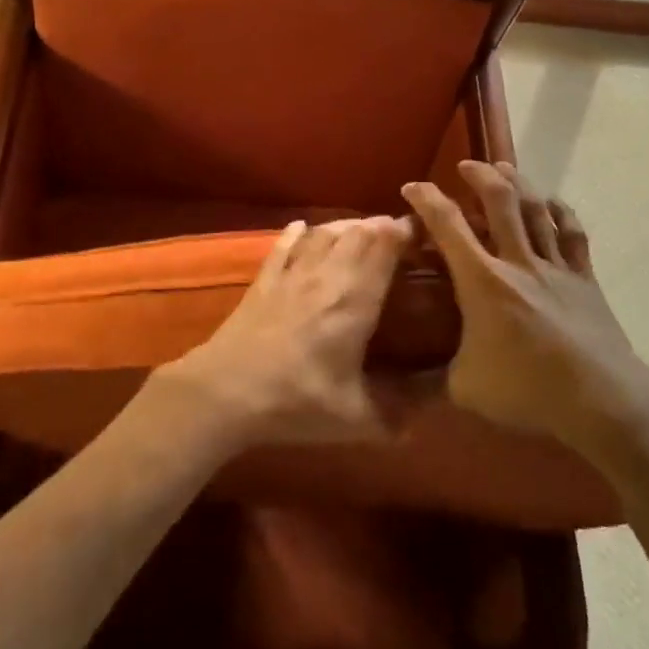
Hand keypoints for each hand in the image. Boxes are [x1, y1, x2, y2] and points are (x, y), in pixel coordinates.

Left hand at [153, 216, 414, 450]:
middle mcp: (327, 277)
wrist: (227, 391)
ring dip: (345, 226)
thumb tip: (421, 423)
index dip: (405, 232)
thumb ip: (393, 418)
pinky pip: (282, 247)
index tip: (421, 229)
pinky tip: (301, 227)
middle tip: (397, 231)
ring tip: (360, 228)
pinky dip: (296, 233)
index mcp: (356, 301)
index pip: (385, 249)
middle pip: (357, 233)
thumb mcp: (355, 419)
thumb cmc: (297, 400)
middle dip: (380, 225)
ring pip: (323, 234)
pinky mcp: (263, 281)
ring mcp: (291, 275)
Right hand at [402, 161, 648, 450]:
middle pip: (500, 201)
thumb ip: (431, 378)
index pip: (448, 225)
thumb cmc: (528, 390)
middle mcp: (518, 262)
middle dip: (480, 175)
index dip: (427, 199)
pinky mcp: (584, 279)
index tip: (412, 187)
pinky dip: (561, 213)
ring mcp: (555, 268)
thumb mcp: (465, 389)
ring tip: (505, 168)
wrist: (603, 401)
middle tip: (466, 166)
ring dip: (518, 183)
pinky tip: (553, 204)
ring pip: (536, 209)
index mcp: (483, 281)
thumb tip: (401, 386)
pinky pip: (572, 234)